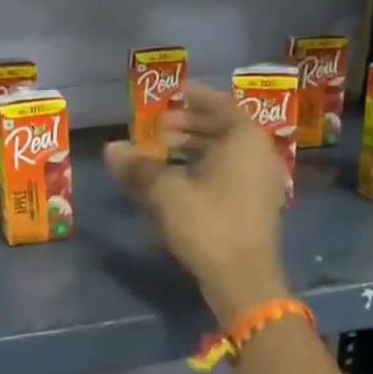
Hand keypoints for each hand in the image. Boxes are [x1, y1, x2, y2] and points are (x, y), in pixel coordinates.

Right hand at [104, 84, 290, 323]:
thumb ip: (139, 167)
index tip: (174, 94)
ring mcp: (261, 182)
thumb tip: (111, 149)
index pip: (220, 106)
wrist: (244, 279)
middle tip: (160, 129)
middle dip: (190, 127)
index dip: (196, 98)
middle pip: (223, 130)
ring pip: (226, 155)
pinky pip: (229, 175)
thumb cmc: (209, 224)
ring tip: (163, 155)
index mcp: (245, 140)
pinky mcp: (256, 206)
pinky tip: (179, 183)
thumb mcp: (167, 193)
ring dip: (195, 150)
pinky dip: (205, 170)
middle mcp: (259, 155)